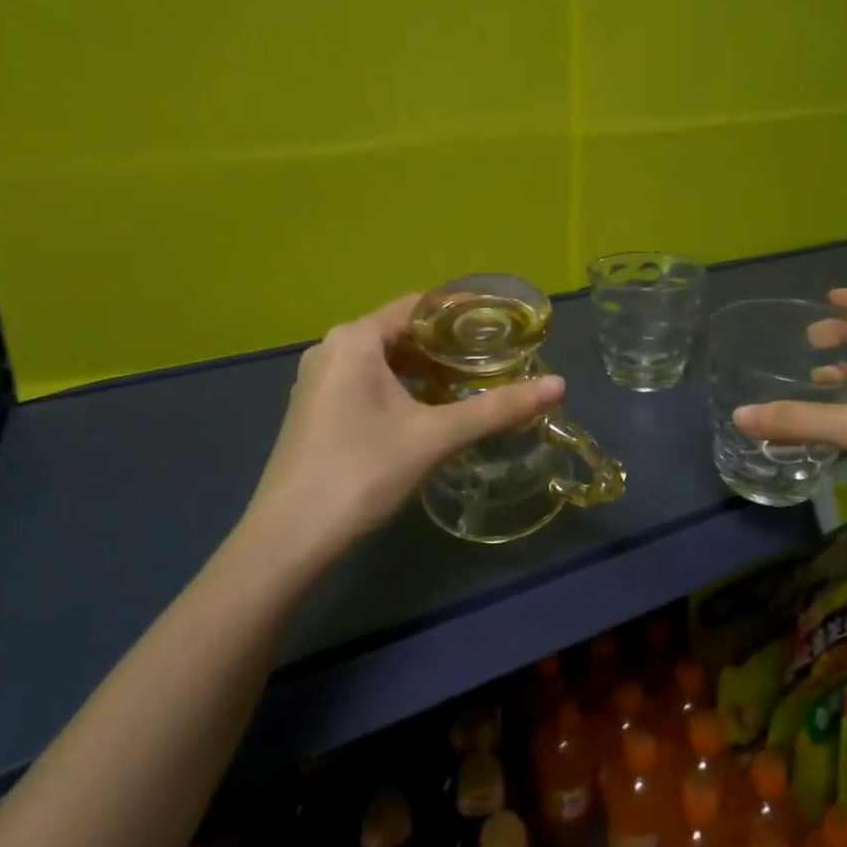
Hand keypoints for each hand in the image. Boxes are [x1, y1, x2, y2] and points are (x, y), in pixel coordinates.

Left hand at [245, 295, 564, 560]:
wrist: (287, 540)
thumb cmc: (362, 473)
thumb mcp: (436, 437)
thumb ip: (498, 408)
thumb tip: (560, 385)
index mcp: (355, 339)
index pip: (421, 305)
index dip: (464, 311)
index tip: (504, 324)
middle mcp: (332, 348)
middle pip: (402, 330)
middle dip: (448, 343)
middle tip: (494, 357)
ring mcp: (317, 380)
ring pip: (383, 357)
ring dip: (424, 367)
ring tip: (468, 382)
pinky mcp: (314, 409)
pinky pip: (366, 380)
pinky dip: (400, 385)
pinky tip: (427, 410)